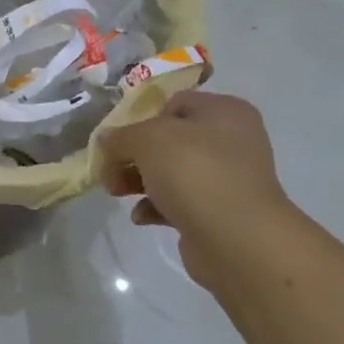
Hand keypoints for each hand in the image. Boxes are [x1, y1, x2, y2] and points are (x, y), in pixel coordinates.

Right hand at [99, 90, 294, 290]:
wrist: (237, 239)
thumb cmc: (195, 172)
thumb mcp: (147, 140)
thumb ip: (121, 136)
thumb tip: (105, 139)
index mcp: (224, 112)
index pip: (174, 103)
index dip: (141, 118)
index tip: (118, 139)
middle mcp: (231, 141)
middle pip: (169, 140)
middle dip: (133, 155)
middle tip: (109, 169)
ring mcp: (227, 179)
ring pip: (171, 172)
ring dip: (139, 181)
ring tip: (116, 192)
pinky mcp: (218, 212)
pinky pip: (179, 202)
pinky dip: (156, 207)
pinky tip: (141, 216)